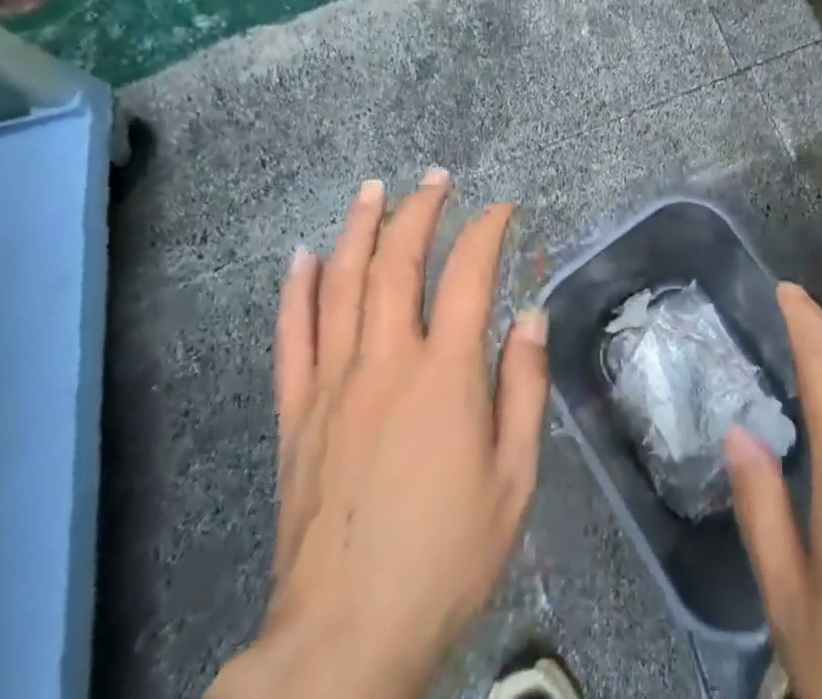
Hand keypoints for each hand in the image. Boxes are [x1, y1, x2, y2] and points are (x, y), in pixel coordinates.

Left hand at [211, 171, 548, 698]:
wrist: (343, 642)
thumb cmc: (445, 558)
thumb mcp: (514, 480)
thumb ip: (524, 389)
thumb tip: (531, 316)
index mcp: (445, 377)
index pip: (469, 276)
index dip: (487, 232)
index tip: (502, 209)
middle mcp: (385, 364)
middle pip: (398, 264)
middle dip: (419, 211)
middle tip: (436, 178)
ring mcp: (332, 385)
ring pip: (342, 285)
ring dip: (359, 229)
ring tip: (374, 189)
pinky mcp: (295, 415)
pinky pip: (291, 337)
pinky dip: (298, 290)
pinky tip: (305, 255)